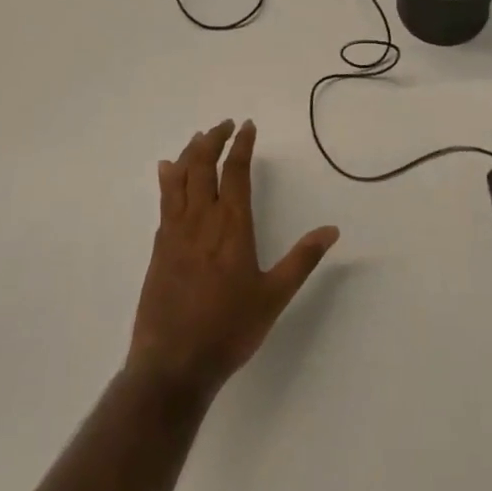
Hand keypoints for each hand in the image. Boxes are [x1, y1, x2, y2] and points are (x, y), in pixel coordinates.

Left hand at [127, 120, 338, 401]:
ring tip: (200, 137)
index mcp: (232, 227)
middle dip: (214, 140)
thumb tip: (332, 229)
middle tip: (225, 126)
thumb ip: (303, 259)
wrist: (173, 364)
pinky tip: (168, 171)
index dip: (241, 145)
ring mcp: (175, 232)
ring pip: (179, 178)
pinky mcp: (159, 248)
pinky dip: (168, 179)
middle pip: (202, 166)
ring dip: (189, 152)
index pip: (235, 172)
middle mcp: (201, 220)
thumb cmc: (229, 330)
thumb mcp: (274, 296)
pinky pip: (164, 200)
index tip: (247, 126)